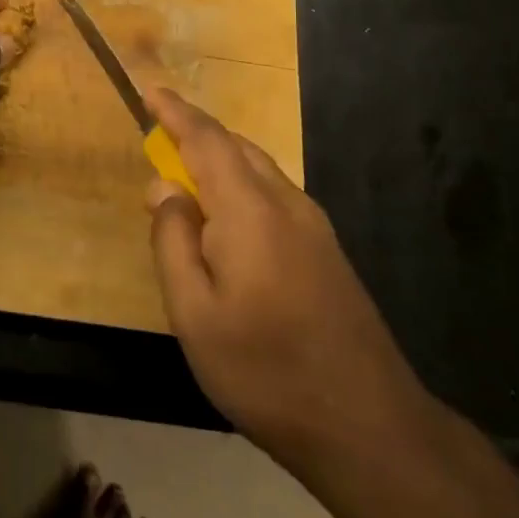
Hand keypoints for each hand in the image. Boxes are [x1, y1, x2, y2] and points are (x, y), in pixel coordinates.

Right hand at [145, 90, 437, 475]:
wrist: (369, 426)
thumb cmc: (266, 370)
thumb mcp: (195, 314)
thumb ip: (173, 241)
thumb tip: (163, 187)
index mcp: (249, 210)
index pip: (206, 140)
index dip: (175, 112)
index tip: (149, 91)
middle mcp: (286, 203)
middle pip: (236, 147)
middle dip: (195, 135)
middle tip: (157, 143)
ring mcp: (314, 226)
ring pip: (258, 170)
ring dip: (219, 161)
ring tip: (186, 183)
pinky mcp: (327, 250)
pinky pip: (274, 194)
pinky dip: (241, 186)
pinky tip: (228, 223)